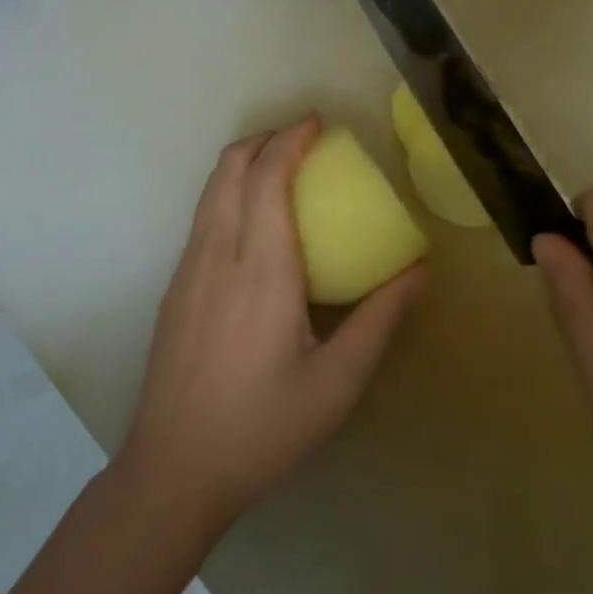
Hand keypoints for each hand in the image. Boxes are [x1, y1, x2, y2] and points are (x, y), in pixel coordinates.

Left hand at [117, 116, 426, 530]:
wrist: (174, 471)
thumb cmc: (263, 428)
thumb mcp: (337, 382)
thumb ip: (380, 319)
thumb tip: (419, 270)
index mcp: (262, 270)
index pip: (268, 178)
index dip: (290, 140)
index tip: (317, 123)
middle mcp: (218, 256)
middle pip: (229, 169)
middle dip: (263, 139)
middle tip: (301, 139)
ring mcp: (187, 270)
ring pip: (209, 191)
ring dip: (242, 164)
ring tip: (279, 170)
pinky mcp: (174, 289)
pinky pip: (202, 218)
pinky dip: (228, 194)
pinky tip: (252, 226)